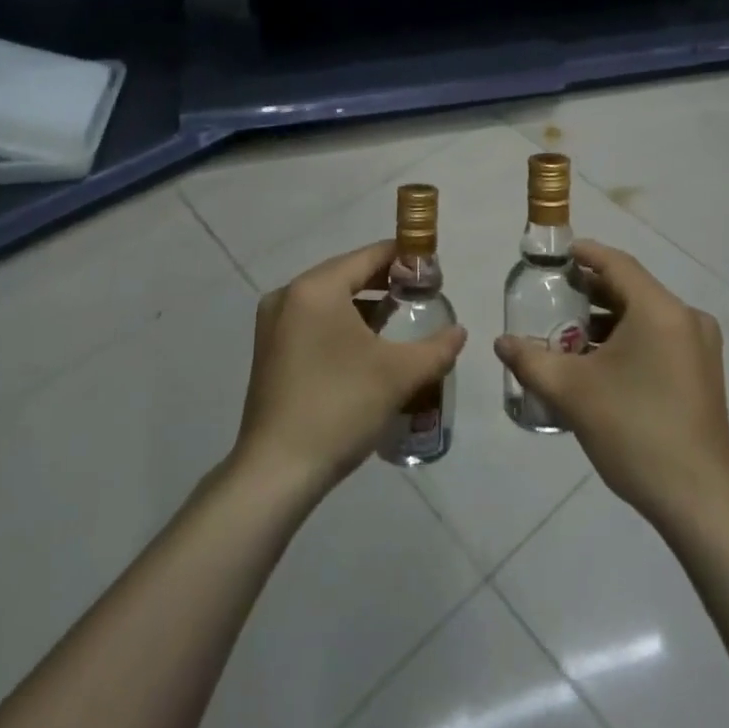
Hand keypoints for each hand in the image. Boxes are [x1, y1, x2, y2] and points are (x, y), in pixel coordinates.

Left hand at [236, 241, 466, 497]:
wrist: (277, 471)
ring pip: (329, 299)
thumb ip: (437, 348)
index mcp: (316, 288)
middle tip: (422, 296)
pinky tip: (365, 347)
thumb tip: (459, 332)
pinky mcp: (269, 349)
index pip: (369, 256)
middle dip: (385, 282)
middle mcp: (289, 294)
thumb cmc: (339, 407)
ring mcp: (273, 323)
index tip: (433, 272)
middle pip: (347, 273)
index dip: (405, 259)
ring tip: (399, 320)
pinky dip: (340, 323)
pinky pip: (313, 320)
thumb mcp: (398, 375)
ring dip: (364, 304)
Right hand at [496, 240, 728, 527]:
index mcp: (660, 311)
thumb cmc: (635, 432)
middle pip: (631, 289)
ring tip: (567, 335)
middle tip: (553, 296)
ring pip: (644, 316)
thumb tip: (501, 342)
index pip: (617, 264)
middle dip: (590, 292)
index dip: (585, 254)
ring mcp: (700, 347)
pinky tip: (598, 364)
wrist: (699, 501)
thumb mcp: (572, 393)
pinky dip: (627, 340)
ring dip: (606, 320)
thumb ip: (531, 361)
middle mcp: (686, 319)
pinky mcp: (702, 372)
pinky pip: (659, 338)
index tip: (556, 256)